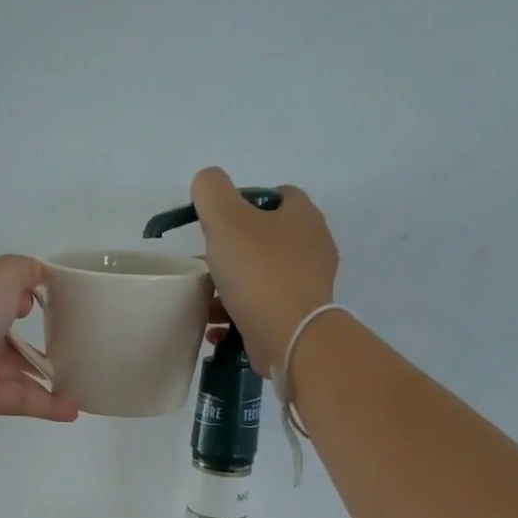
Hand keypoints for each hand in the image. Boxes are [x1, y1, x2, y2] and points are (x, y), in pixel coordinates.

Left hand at [0, 256, 80, 436]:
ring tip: (85, 377)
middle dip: (40, 332)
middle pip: (7, 327)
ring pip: (15, 366)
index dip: (27, 290)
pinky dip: (44, 403)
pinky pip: (16, 398)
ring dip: (48, 373)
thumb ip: (24, 271)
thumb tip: (36, 282)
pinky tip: (72, 409)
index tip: (59, 299)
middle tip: (78, 339)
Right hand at [192, 167, 339, 368]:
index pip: (278, 195)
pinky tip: (217, 326)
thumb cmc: (258, 271)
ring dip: (231, 286)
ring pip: (261, 276)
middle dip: (232, 250)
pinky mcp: (299, 317)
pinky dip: (238, 314)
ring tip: (205, 299)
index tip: (218, 222)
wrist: (289, 335)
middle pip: (265, 238)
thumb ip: (211, 191)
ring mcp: (308, 285)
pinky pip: (263, 308)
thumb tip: (207, 182)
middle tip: (205, 262)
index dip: (246, 202)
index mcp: (303, 216)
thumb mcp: (225, 218)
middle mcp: (313, 246)